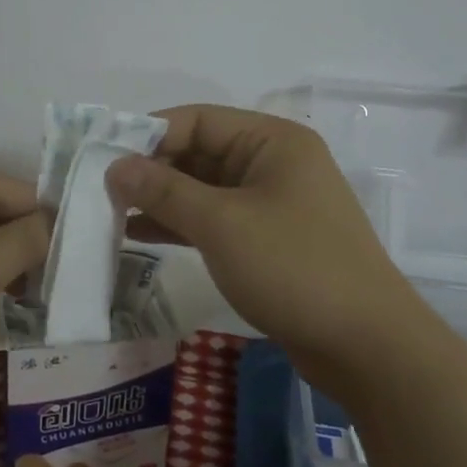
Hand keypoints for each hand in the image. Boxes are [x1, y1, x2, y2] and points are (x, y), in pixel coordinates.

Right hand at [105, 105, 419, 390]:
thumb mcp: (221, 224)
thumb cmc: (294, 268)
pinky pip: (214, 220)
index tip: (102, 156)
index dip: (148, 134)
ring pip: (203, 189)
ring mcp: (271, 204)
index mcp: (272, 141)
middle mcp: (272, 163)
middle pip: (199, 153)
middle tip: (99, 189)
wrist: (367, 347)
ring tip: (109, 212)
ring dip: (160, 199)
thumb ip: (164, 190)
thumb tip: (115, 166)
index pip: (198, 120)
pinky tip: (138, 235)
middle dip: (151, 170)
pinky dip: (179, 225)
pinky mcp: (268, 241)